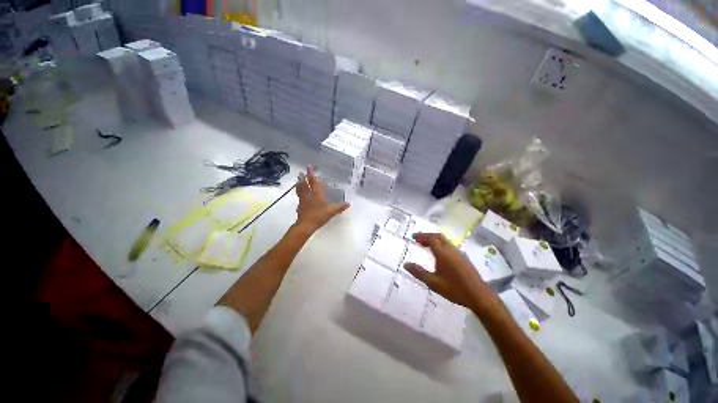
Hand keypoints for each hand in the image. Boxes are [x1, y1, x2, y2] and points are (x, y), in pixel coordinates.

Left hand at [295, 165, 349, 232]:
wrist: (306, 225)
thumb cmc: (319, 216)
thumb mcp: (331, 212)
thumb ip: (339, 207)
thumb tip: (348, 204)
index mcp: (317, 194)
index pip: (313, 181)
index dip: (311, 173)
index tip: (310, 166)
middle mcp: (309, 194)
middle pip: (304, 183)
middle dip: (304, 176)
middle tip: (302, 171)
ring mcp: (303, 199)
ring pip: (300, 188)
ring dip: (299, 182)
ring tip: (299, 178)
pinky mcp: (300, 204)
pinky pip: (299, 195)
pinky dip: (299, 191)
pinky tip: (300, 192)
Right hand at [404, 233, 486, 307]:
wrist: (480, 296)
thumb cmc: (455, 289)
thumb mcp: (433, 283)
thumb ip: (419, 272)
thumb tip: (405, 264)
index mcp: (443, 253)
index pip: (431, 238)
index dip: (421, 236)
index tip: (413, 236)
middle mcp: (451, 250)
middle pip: (438, 236)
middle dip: (427, 236)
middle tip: (418, 240)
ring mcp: (459, 253)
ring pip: (445, 241)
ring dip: (434, 240)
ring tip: (426, 246)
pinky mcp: (464, 258)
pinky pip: (449, 246)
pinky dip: (441, 245)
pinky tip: (439, 255)